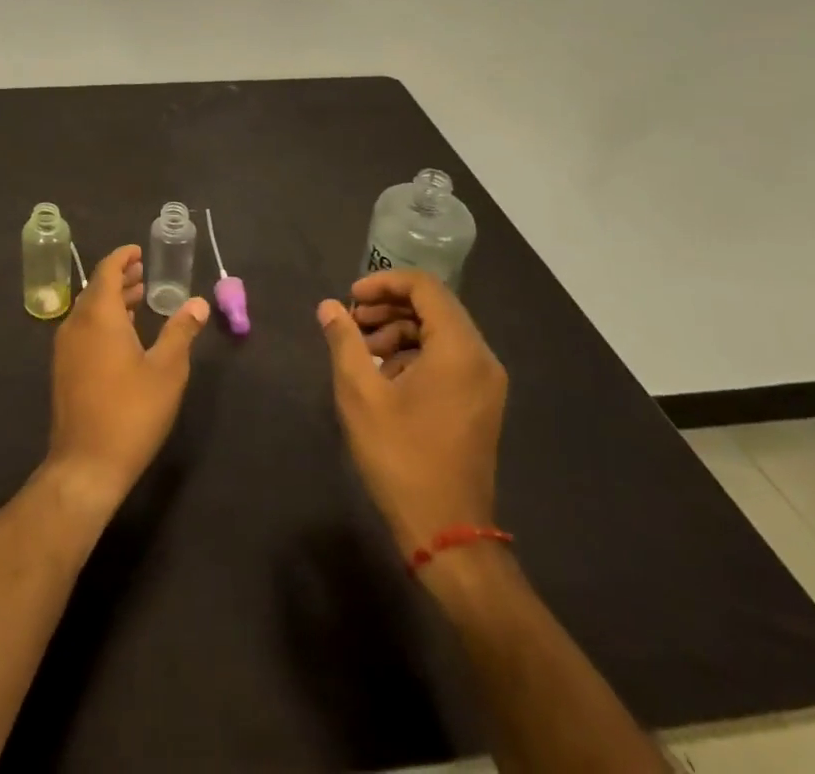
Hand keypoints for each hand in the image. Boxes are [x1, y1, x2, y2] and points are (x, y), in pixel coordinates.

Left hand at [46, 246, 208, 511]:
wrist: (86, 465)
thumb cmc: (131, 412)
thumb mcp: (167, 370)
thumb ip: (181, 331)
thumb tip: (198, 302)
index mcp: (98, 316)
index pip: (106, 271)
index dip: (122, 257)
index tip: (139, 251)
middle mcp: (76, 324)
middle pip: (96, 289)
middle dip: (120, 278)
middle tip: (144, 273)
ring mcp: (65, 349)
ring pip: (88, 311)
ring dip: (112, 300)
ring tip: (138, 299)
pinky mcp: (63, 370)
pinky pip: (82, 330)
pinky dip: (102, 321)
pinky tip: (123, 336)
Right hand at [317, 269, 507, 553]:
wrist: (447, 532)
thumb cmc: (401, 457)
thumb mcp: (360, 394)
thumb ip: (344, 340)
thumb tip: (329, 307)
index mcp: (459, 349)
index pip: (424, 286)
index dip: (383, 283)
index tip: (349, 299)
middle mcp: (481, 358)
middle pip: (434, 307)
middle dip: (388, 307)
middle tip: (351, 323)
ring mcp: (485, 382)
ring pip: (440, 332)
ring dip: (399, 330)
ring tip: (362, 353)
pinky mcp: (480, 402)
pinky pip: (448, 357)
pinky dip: (415, 353)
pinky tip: (385, 377)